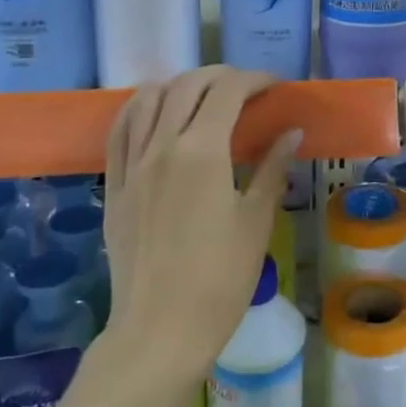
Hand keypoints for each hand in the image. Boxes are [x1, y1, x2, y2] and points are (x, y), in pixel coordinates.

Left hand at [103, 67, 301, 373]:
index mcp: (202, 151)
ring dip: (177, 85)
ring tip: (201, 95)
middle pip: (186, 86)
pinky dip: (139, 108)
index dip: (254, 80)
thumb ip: (272, 168)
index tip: (274, 87)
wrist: (160, 330)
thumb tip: (292, 132)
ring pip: (147, 99)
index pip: (227, 92)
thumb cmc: (220, 279)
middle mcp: (162, 146)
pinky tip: (153, 113)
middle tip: (245, 88)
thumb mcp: (256, 221)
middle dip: (219, 76)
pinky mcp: (114, 187)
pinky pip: (119, 131)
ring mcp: (132, 165)